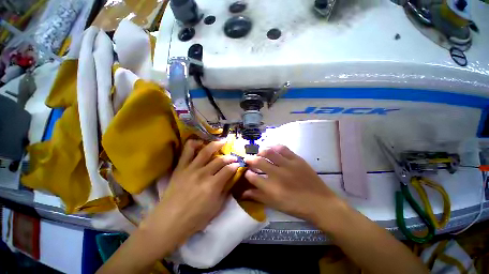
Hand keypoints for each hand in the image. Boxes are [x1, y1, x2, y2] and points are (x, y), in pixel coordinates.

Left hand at [140, 140, 239, 252]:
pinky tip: (200, 143)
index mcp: (213, 185)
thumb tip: (231, 179)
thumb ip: (225, 191)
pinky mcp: (180, 167)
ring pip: (206, 151)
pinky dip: (194, 144)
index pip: (228, 170)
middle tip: (233, 157)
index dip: (235, 165)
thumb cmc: (195, 218)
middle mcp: (203, 174)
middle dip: (229, 157)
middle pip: (220, 160)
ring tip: (222, 142)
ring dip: (216, 145)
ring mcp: (191, 169)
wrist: (169, 222)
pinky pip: (187, 151)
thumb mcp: (216, 208)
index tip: (238, 164)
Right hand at [243, 145, 347, 228]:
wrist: (320, 203)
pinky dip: (275, 147)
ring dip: (261, 151)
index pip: (252, 177)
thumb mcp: (274, 204)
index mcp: (271, 188)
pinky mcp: (297, 159)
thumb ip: (258, 196)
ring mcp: (288, 165)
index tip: (246, 172)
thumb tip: (243, 193)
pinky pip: (283, 149)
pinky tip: (272, 149)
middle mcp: (278, 174)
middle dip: (250, 159)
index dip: (247, 173)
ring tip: (259, 153)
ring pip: (269, 152)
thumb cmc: (295, 206)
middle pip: (259, 162)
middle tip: (248, 159)